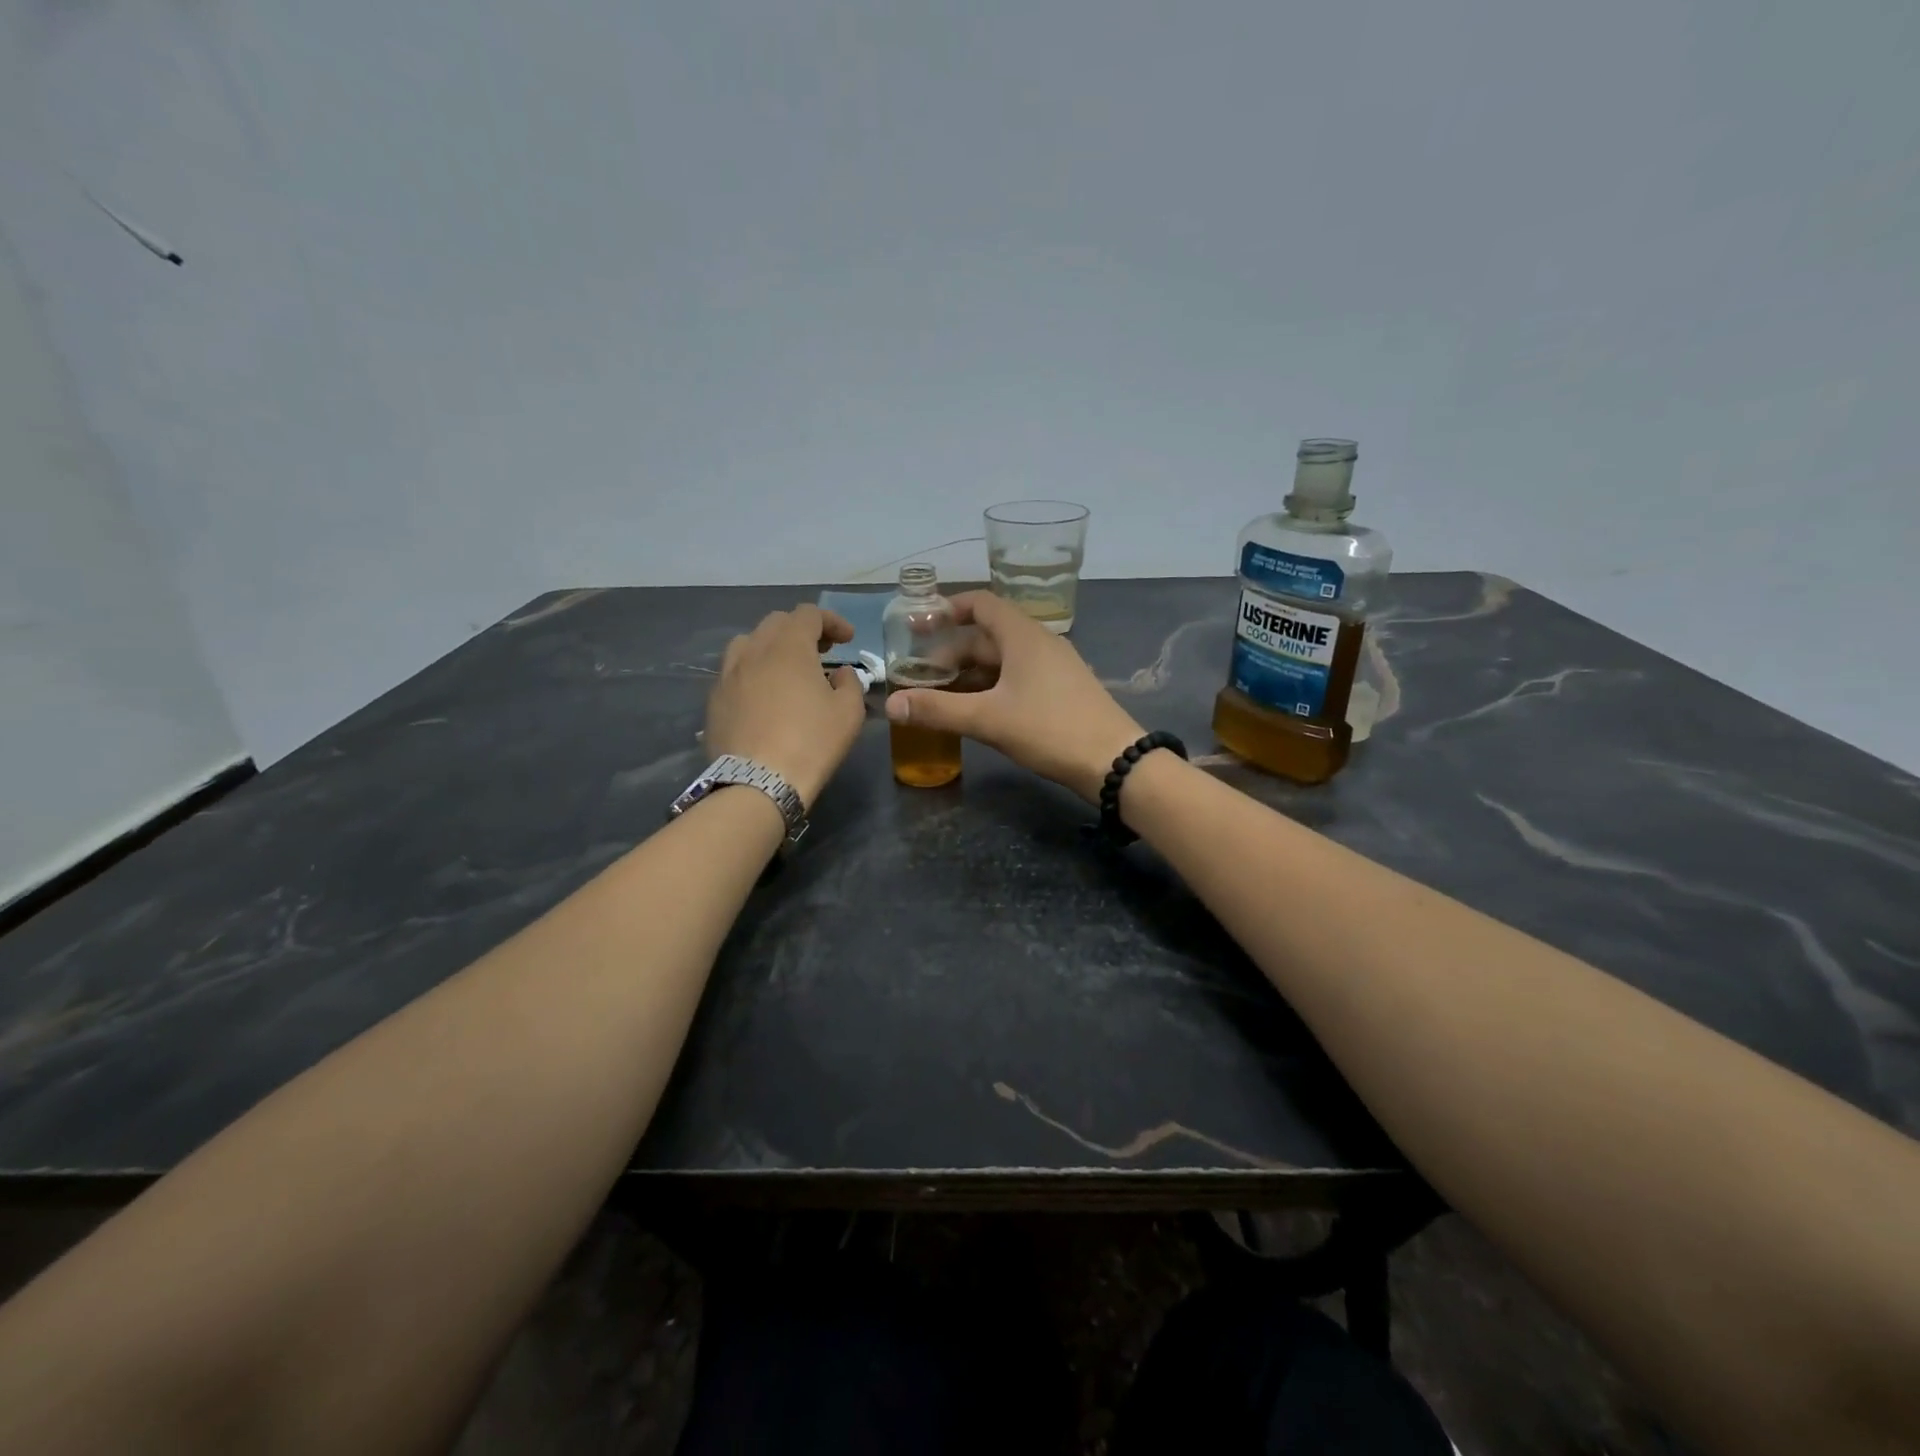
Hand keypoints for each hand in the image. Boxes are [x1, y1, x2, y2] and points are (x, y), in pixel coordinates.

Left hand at [706, 605, 867, 806]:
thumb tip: (839, 673)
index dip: (831, 621)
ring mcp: (728, 674)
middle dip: (802, 630)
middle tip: (821, 652)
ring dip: (772, 647)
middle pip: (776, 622)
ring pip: (749, 643)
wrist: (757, 783)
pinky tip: (764, 695)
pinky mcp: (714, 699)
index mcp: (789, 647)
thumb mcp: (849, 712)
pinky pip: (735, 672)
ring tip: (786, 668)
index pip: (808, 614)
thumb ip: (849, 683)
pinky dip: (754, 672)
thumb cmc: (811, 743)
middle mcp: (754, 651)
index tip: (847, 639)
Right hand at [883, 592, 1143, 802]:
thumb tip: (890, 704)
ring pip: (1004, 660)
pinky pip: (1019, 678)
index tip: (920, 625)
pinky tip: (977, 711)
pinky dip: (992, 687)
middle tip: (921, 675)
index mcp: (1023, 636)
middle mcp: (1040, 643)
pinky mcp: (1062, 691)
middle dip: (953, 652)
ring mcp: (1055, 668)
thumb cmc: (1050, 729)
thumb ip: (938, 710)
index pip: (981, 604)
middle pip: (988, 635)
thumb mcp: (988, 719)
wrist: (1114, 761)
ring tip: (941, 695)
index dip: (949, 609)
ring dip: (971, 673)